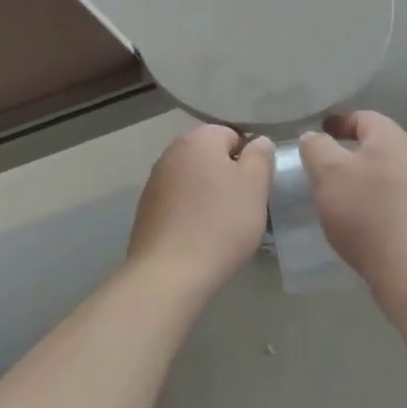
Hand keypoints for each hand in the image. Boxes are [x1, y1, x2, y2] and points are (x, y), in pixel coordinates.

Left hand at [127, 124, 274, 298]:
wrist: (169, 273)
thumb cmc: (220, 223)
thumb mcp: (255, 186)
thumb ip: (261, 156)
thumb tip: (257, 142)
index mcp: (199, 139)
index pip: (233, 134)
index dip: (249, 159)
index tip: (256, 188)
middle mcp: (172, 152)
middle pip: (210, 156)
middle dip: (228, 176)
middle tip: (243, 206)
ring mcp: (154, 181)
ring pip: (194, 179)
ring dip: (208, 194)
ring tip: (222, 225)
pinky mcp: (145, 209)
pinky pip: (178, 202)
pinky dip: (190, 212)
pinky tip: (199, 237)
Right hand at [298, 112, 406, 298]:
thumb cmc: (365, 211)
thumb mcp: (327, 172)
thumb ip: (315, 146)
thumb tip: (313, 137)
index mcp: (391, 137)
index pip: (361, 116)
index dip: (336, 123)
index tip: (313, 137)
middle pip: (372, 144)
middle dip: (344, 153)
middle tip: (318, 167)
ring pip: (379, 171)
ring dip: (355, 178)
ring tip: (332, 195)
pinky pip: (388, 196)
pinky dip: (368, 200)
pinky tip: (353, 219)